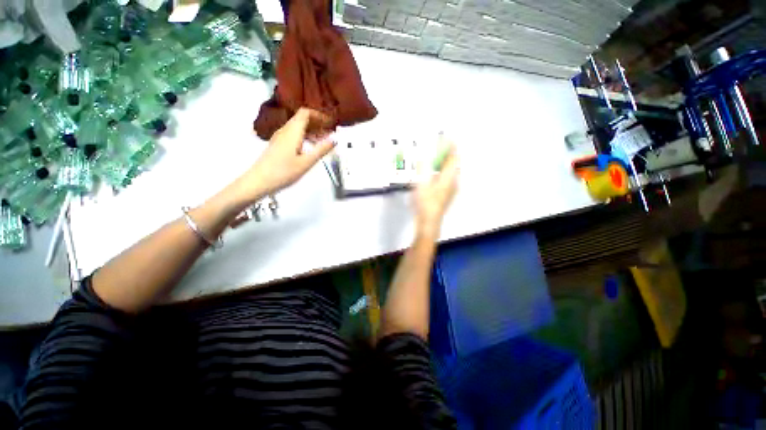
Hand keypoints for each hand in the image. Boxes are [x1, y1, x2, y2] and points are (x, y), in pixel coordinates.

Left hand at [240, 108, 334, 198]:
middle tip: (330, 133)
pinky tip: (310, 147)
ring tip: (323, 141)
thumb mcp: (306, 162)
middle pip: (302, 118)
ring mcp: (280, 137)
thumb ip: (321, 150)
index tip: (330, 124)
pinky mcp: (278, 144)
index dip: (319, 115)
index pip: (305, 113)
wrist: (259, 181)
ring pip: (298, 127)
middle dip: (317, 123)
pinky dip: (305, 136)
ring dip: (311, 130)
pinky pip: (293, 134)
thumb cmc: (284, 172)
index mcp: (292, 131)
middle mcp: (285, 130)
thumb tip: (334, 140)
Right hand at [414, 145, 458, 238]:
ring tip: (438, 157)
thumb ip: (422, 169)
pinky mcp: (447, 194)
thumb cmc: (426, 203)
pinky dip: (443, 171)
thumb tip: (422, 157)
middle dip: (449, 154)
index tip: (450, 138)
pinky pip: (448, 177)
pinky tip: (436, 173)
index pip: (453, 158)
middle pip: (454, 164)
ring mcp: (451, 189)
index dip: (452, 147)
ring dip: (446, 162)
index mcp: (449, 178)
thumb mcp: (421, 184)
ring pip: (452, 171)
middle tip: (443, 146)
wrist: (429, 221)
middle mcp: (453, 182)